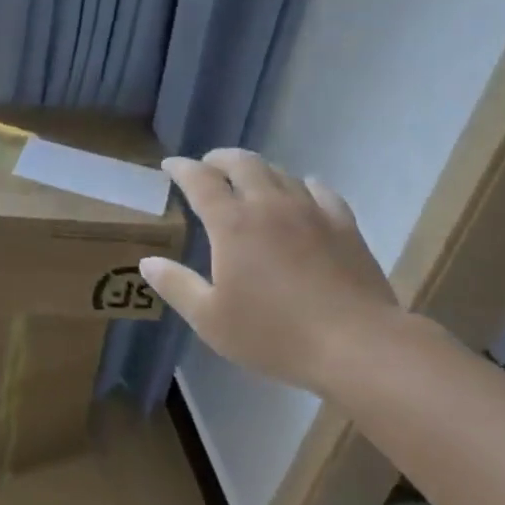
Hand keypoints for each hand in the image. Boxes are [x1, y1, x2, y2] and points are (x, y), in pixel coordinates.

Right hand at [141, 149, 400, 394]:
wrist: (356, 345)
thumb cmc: (273, 334)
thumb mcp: (210, 319)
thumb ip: (176, 285)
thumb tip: (147, 262)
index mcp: (232, 224)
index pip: (200, 180)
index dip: (181, 169)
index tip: (169, 166)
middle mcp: (269, 205)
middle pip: (242, 163)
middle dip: (219, 159)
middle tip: (207, 167)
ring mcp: (311, 211)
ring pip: (279, 172)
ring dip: (257, 170)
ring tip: (248, 181)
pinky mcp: (344, 225)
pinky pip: (319, 190)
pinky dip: (301, 185)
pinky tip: (301, 192)